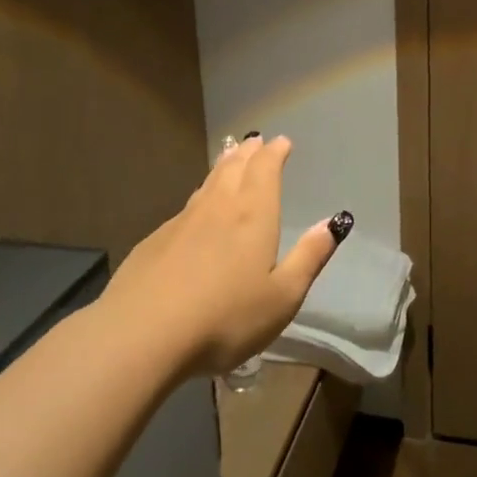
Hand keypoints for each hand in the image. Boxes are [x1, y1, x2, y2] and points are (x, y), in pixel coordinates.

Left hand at [105, 133, 350, 375]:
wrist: (142, 336)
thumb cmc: (225, 319)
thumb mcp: (282, 296)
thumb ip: (309, 257)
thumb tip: (335, 222)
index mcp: (253, 215)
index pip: (266, 170)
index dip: (274, 153)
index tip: (281, 142)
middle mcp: (218, 208)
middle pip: (234, 169)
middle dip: (248, 153)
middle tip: (255, 141)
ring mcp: (181, 223)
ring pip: (207, 184)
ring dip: (222, 166)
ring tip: (229, 156)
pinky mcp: (154, 243)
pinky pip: (185, 208)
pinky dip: (199, 196)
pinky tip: (196, 209)